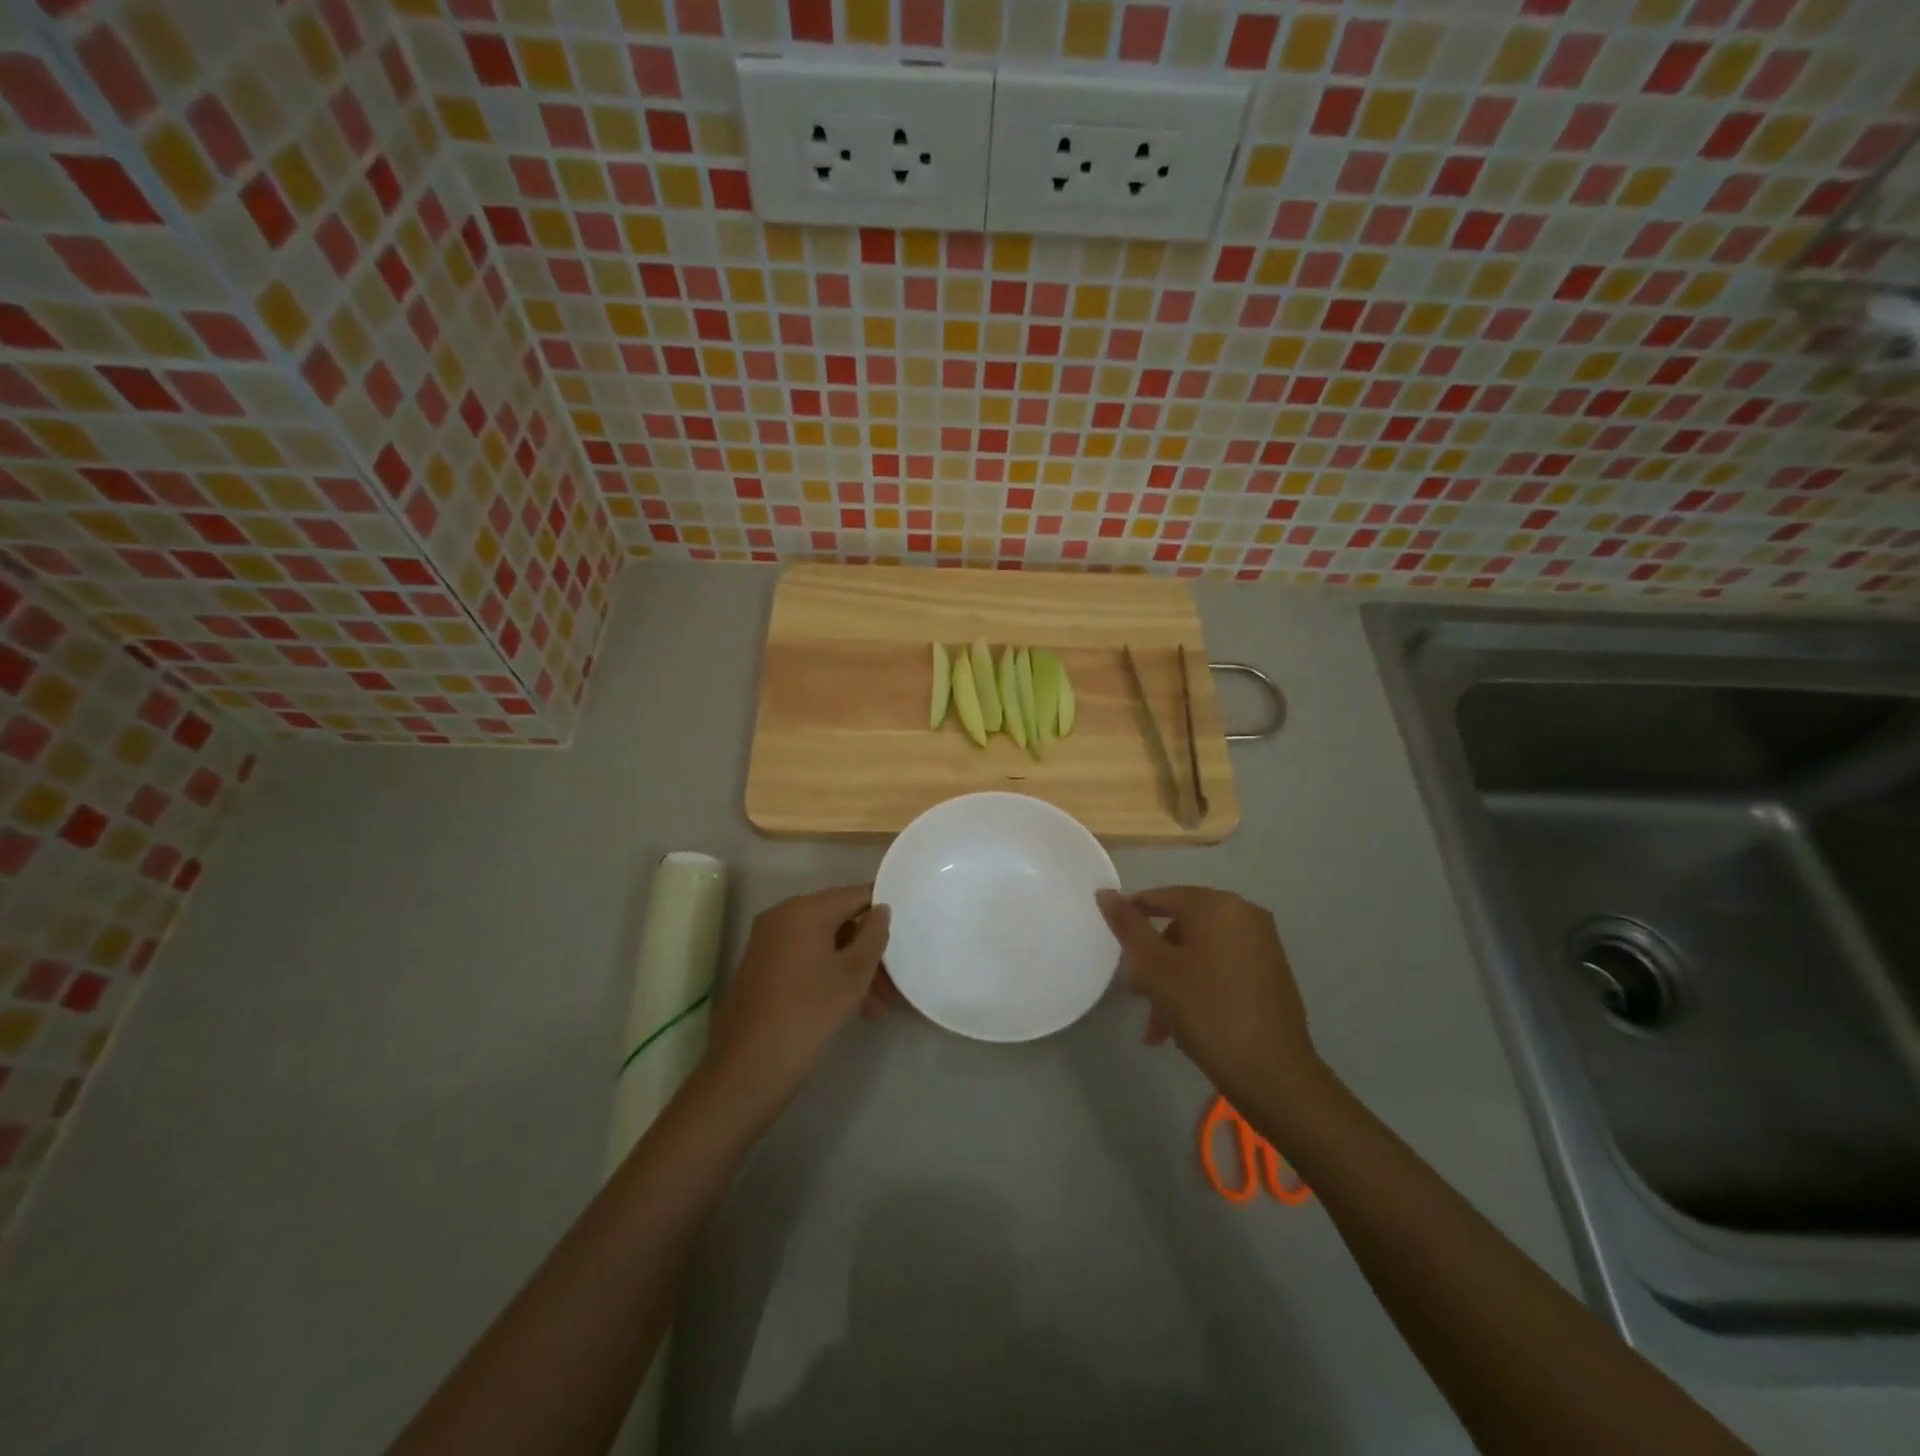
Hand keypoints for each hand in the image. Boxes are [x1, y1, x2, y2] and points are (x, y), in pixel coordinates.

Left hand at [704, 884, 889, 1115]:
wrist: (746, 1069)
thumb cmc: (807, 1014)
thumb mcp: (853, 975)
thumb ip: (873, 936)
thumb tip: (880, 909)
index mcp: (804, 910)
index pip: (854, 895)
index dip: (882, 911)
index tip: (906, 932)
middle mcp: (781, 916)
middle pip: (838, 920)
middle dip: (868, 949)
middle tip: (894, 983)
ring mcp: (767, 942)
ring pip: (823, 944)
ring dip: (852, 967)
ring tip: (877, 1007)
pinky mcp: (761, 968)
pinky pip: (805, 959)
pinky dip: (829, 974)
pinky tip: (852, 1008)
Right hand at [1097, 886, 1322, 1106]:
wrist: (1273, 1073)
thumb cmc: (1207, 1011)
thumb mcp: (1156, 968)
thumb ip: (1129, 927)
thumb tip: (1105, 893)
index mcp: (1218, 905)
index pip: (1162, 897)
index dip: (1132, 917)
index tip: (1112, 945)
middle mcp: (1245, 914)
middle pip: (1181, 927)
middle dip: (1154, 962)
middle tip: (1135, 995)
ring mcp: (1263, 944)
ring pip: (1200, 952)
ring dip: (1173, 982)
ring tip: (1158, 1026)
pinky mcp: (1272, 973)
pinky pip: (1222, 968)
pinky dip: (1199, 987)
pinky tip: (1184, 1024)